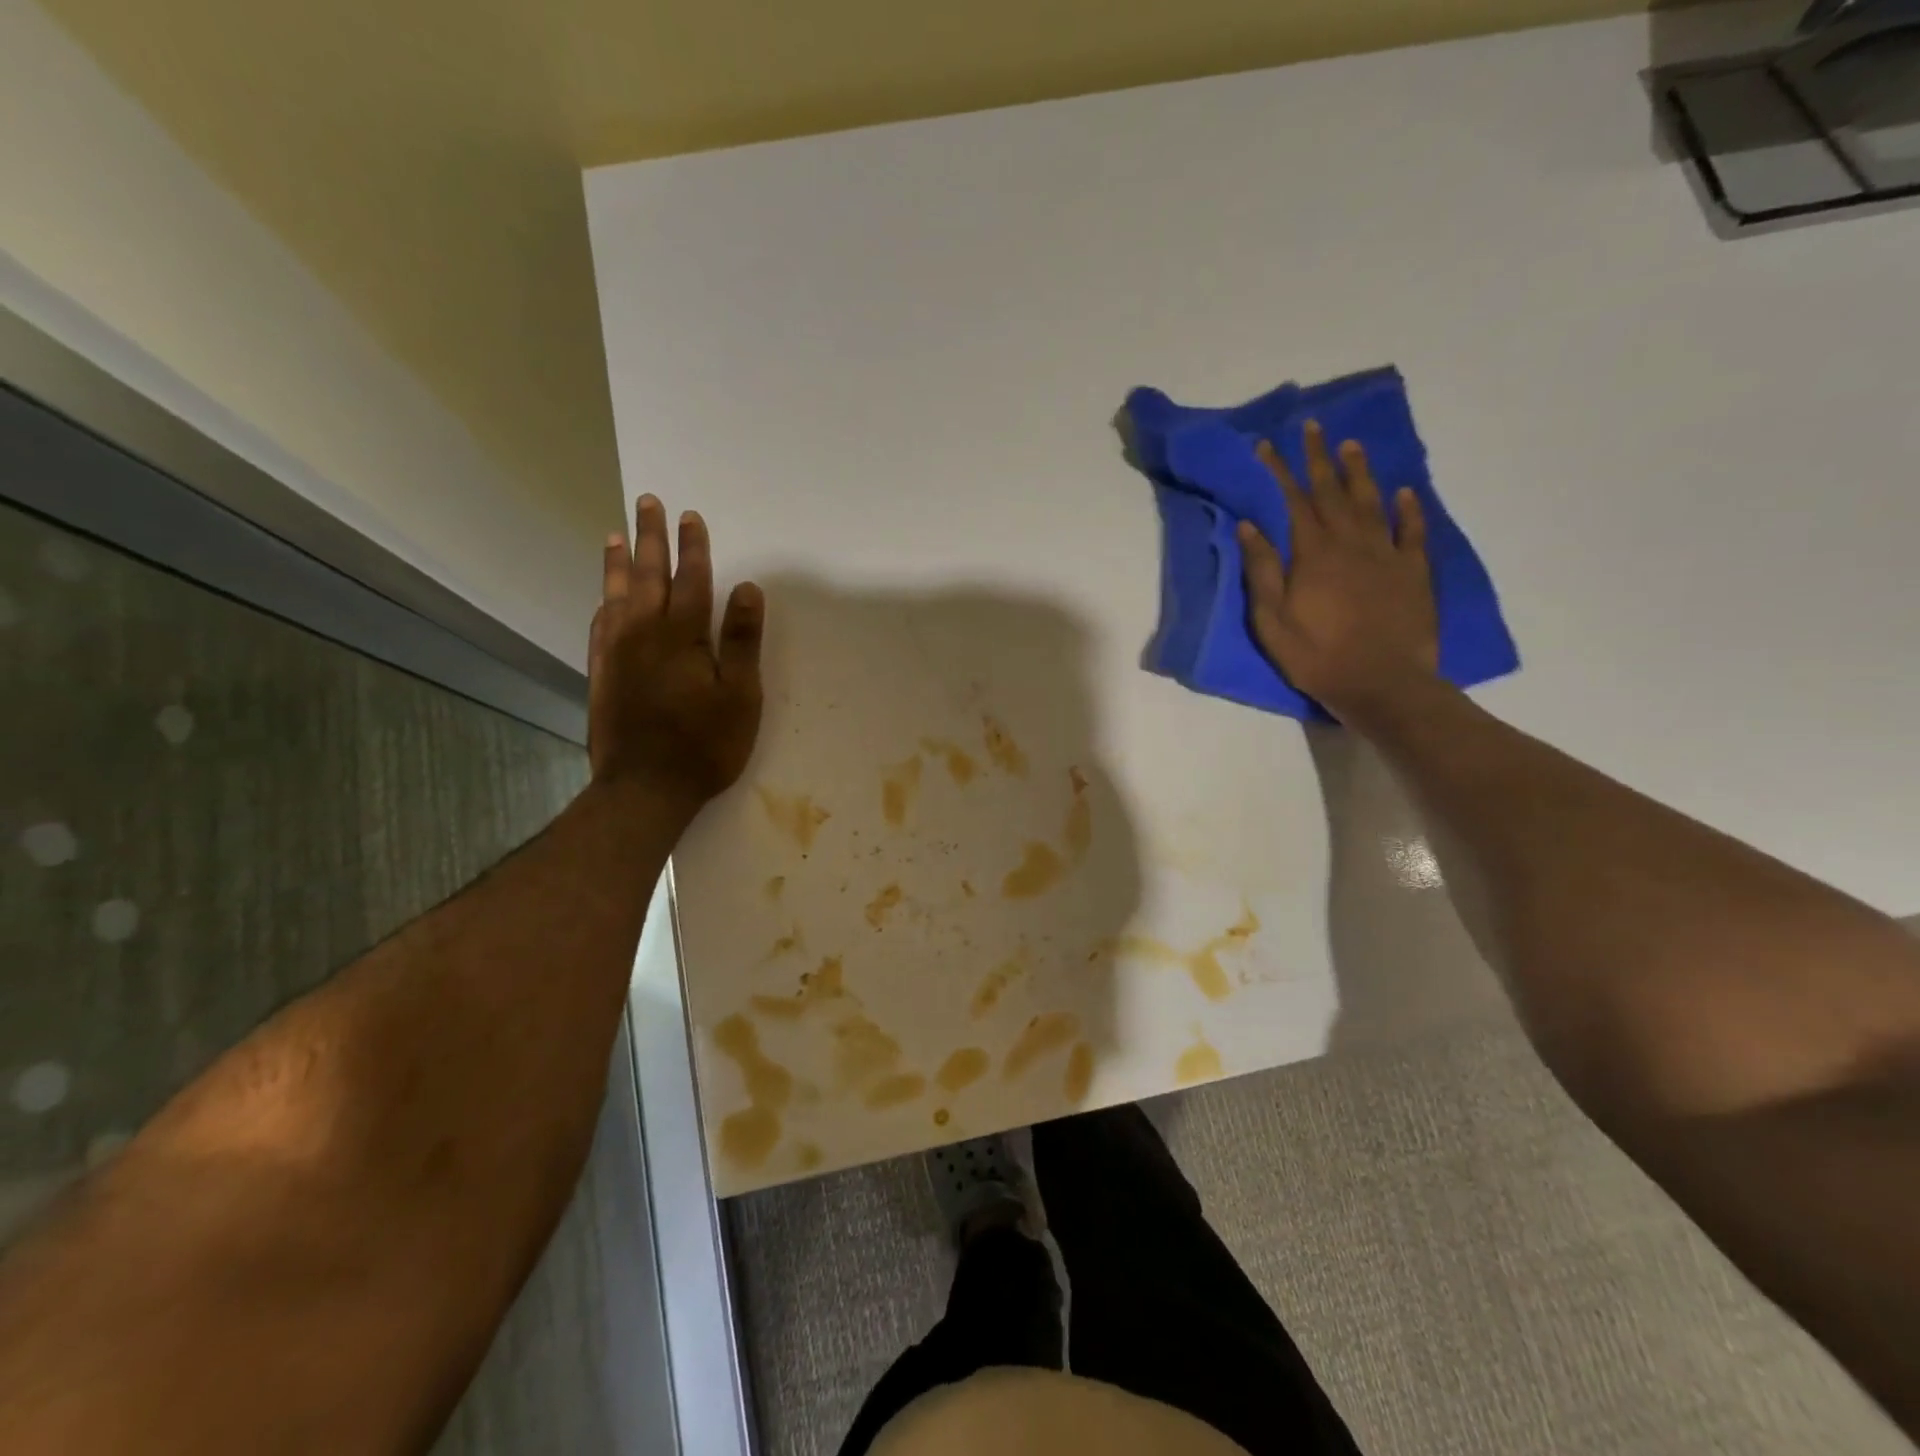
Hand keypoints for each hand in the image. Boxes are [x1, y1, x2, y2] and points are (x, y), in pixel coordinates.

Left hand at [588, 495, 763, 809]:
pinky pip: (599, 626)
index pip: (690, 580)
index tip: (690, 516)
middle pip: (647, 576)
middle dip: (650, 539)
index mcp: (681, 637)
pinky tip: (603, 599)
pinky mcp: (602, 675)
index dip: (693, 548)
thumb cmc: (704, 745)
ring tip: (615, 535)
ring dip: (618, 563)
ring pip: (616, 595)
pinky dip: (603, 604)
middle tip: (647, 504)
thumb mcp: (740, 696)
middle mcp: (643, 634)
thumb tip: (747, 589)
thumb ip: (742, 641)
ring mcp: (617, 654)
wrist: (644, 789)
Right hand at [1238, 421, 1437, 721]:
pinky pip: (1413, 531)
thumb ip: (1261, 571)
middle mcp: (1351, 543)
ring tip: (1351, 446)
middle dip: (1319, 458)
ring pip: (1372, 502)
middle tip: (1313, 427)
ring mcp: (1387, 554)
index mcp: (1313, 554)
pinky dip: (1408, 508)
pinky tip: (1404, 492)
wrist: (1382, 684)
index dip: (1279, 471)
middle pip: (1332, 492)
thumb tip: (1250, 526)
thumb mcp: (1272, 620)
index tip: (1267, 445)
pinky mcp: (1414, 571)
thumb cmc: (1316, 656)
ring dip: (1360, 472)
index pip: (1292, 501)